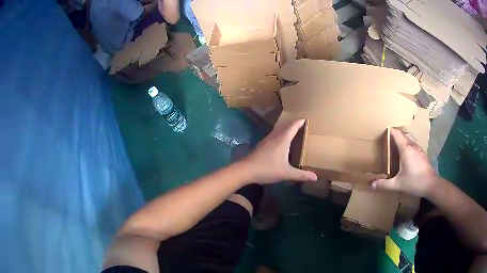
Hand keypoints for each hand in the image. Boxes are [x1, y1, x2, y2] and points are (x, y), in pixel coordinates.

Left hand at [242, 119, 317, 183]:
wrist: (245, 170)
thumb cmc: (267, 169)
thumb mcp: (286, 173)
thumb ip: (301, 175)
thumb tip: (315, 177)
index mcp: (282, 140)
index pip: (293, 126)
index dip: (299, 122)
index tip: (306, 118)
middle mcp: (275, 137)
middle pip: (285, 126)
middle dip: (294, 124)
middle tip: (302, 123)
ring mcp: (267, 140)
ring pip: (278, 130)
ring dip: (286, 128)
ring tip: (293, 131)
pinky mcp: (262, 145)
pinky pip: (274, 135)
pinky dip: (280, 134)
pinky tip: (280, 141)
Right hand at [372, 128, 437, 196]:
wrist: (431, 184)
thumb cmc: (414, 182)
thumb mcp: (397, 184)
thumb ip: (384, 184)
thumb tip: (371, 185)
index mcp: (406, 149)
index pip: (397, 134)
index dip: (390, 130)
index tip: (383, 131)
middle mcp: (412, 145)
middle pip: (403, 133)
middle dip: (396, 132)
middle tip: (388, 137)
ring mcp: (418, 148)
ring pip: (410, 136)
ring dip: (403, 136)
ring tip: (396, 142)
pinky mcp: (422, 153)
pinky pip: (413, 142)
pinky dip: (408, 141)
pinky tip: (407, 150)